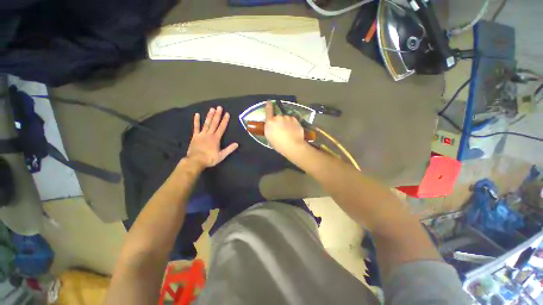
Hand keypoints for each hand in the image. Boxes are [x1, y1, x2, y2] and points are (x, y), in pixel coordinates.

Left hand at [185, 106, 237, 167]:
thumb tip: (237, 144)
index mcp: (216, 138)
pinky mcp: (195, 136)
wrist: (196, 160)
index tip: (227, 113)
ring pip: (206, 123)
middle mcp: (209, 134)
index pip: (222, 127)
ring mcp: (201, 134)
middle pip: (214, 123)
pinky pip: (196, 127)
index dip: (225, 120)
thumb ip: (229, 149)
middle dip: (217, 115)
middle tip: (219, 107)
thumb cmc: (210, 158)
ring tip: (212, 109)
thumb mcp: (221, 155)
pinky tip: (197, 114)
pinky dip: (196, 121)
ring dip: (209, 116)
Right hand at [264, 101, 306, 156]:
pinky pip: (292, 120)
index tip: (269, 101)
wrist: (293, 146)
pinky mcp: (295, 119)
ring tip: (289, 131)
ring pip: (285, 118)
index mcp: (270, 122)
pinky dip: (292, 123)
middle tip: (282, 130)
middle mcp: (278, 117)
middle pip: (277, 117)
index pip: (268, 111)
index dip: (268, 106)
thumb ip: (269, 129)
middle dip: (279, 121)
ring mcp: (287, 117)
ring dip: (286, 122)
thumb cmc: (279, 145)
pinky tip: (293, 130)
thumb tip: (272, 126)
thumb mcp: (270, 138)